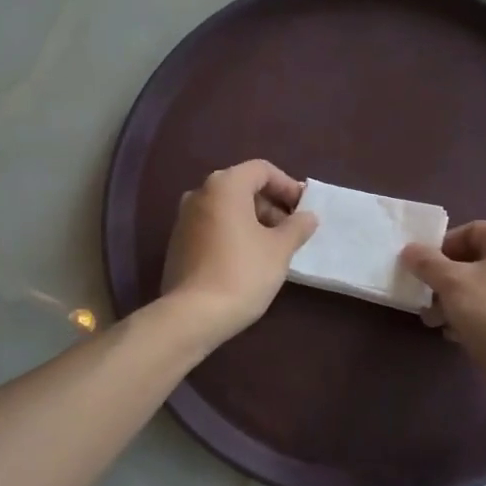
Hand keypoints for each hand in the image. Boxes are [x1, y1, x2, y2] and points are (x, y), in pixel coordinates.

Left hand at [162, 160, 317, 343]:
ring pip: (226, 208)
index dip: (287, 185)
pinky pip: (212, 226)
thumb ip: (297, 227)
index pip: (262, 170)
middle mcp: (199, 193)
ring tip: (273, 247)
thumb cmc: (243, 273)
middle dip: (271, 205)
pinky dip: (233, 233)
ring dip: (252, 220)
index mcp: (225, 185)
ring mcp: (184, 218)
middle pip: (242, 187)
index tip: (303, 209)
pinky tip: (247, 259)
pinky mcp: (177, 242)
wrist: (193, 315)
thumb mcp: (280, 249)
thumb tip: (308, 217)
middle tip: (291, 230)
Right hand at [401, 222, 485, 377]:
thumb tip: (410, 250)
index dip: (442, 246)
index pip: (470, 231)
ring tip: (434, 321)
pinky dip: (473, 317)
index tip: (422, 268)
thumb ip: (426, 262)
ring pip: (482, 287)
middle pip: (475, 261)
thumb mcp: (451, 283)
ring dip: (454, 301)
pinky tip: (455, 335)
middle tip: (424, 297)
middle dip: (444, 279)